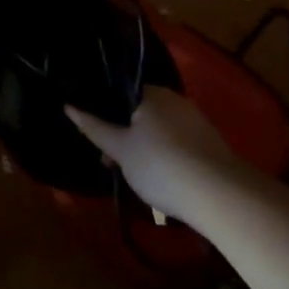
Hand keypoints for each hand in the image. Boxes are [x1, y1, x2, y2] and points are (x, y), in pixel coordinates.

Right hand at [66, 87, 239, 224]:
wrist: (219, 195)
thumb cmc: (160, 165)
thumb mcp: (120, 149)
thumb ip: (94, 128)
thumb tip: (68, 106)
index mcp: (151, 93)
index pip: (120, 93)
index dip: (104, 114)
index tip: (97, 138)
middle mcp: (174, 100)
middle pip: (139, 113)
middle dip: (123, 136)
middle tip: (112, 163)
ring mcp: (195, 120)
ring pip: (158, 130)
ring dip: (143, 148)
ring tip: (135, 177)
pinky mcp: (210, 143)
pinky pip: (177, 143)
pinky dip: (165, 156)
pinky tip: (162, 179)